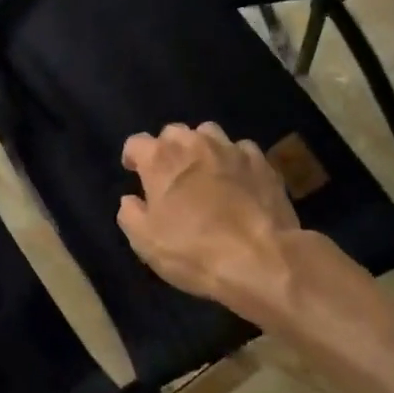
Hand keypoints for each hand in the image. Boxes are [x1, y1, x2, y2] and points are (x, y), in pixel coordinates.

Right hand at [117, 122, 304, 321]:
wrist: (261, 260)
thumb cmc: (193, 250)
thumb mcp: (145, 241)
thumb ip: (130, 214)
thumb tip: (131, 199)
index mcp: (160, 159)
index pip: (136, 143)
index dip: (132, 157)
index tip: (134, 172)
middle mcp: (194, 144)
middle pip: (173, 132)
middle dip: (168, 148)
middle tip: (170, 175)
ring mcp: (232, 150)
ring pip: (209, 134)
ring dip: (201, 148)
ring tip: (204, 171)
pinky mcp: (263, 163)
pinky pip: (242, 150)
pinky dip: (234, 160)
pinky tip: (237, 180)